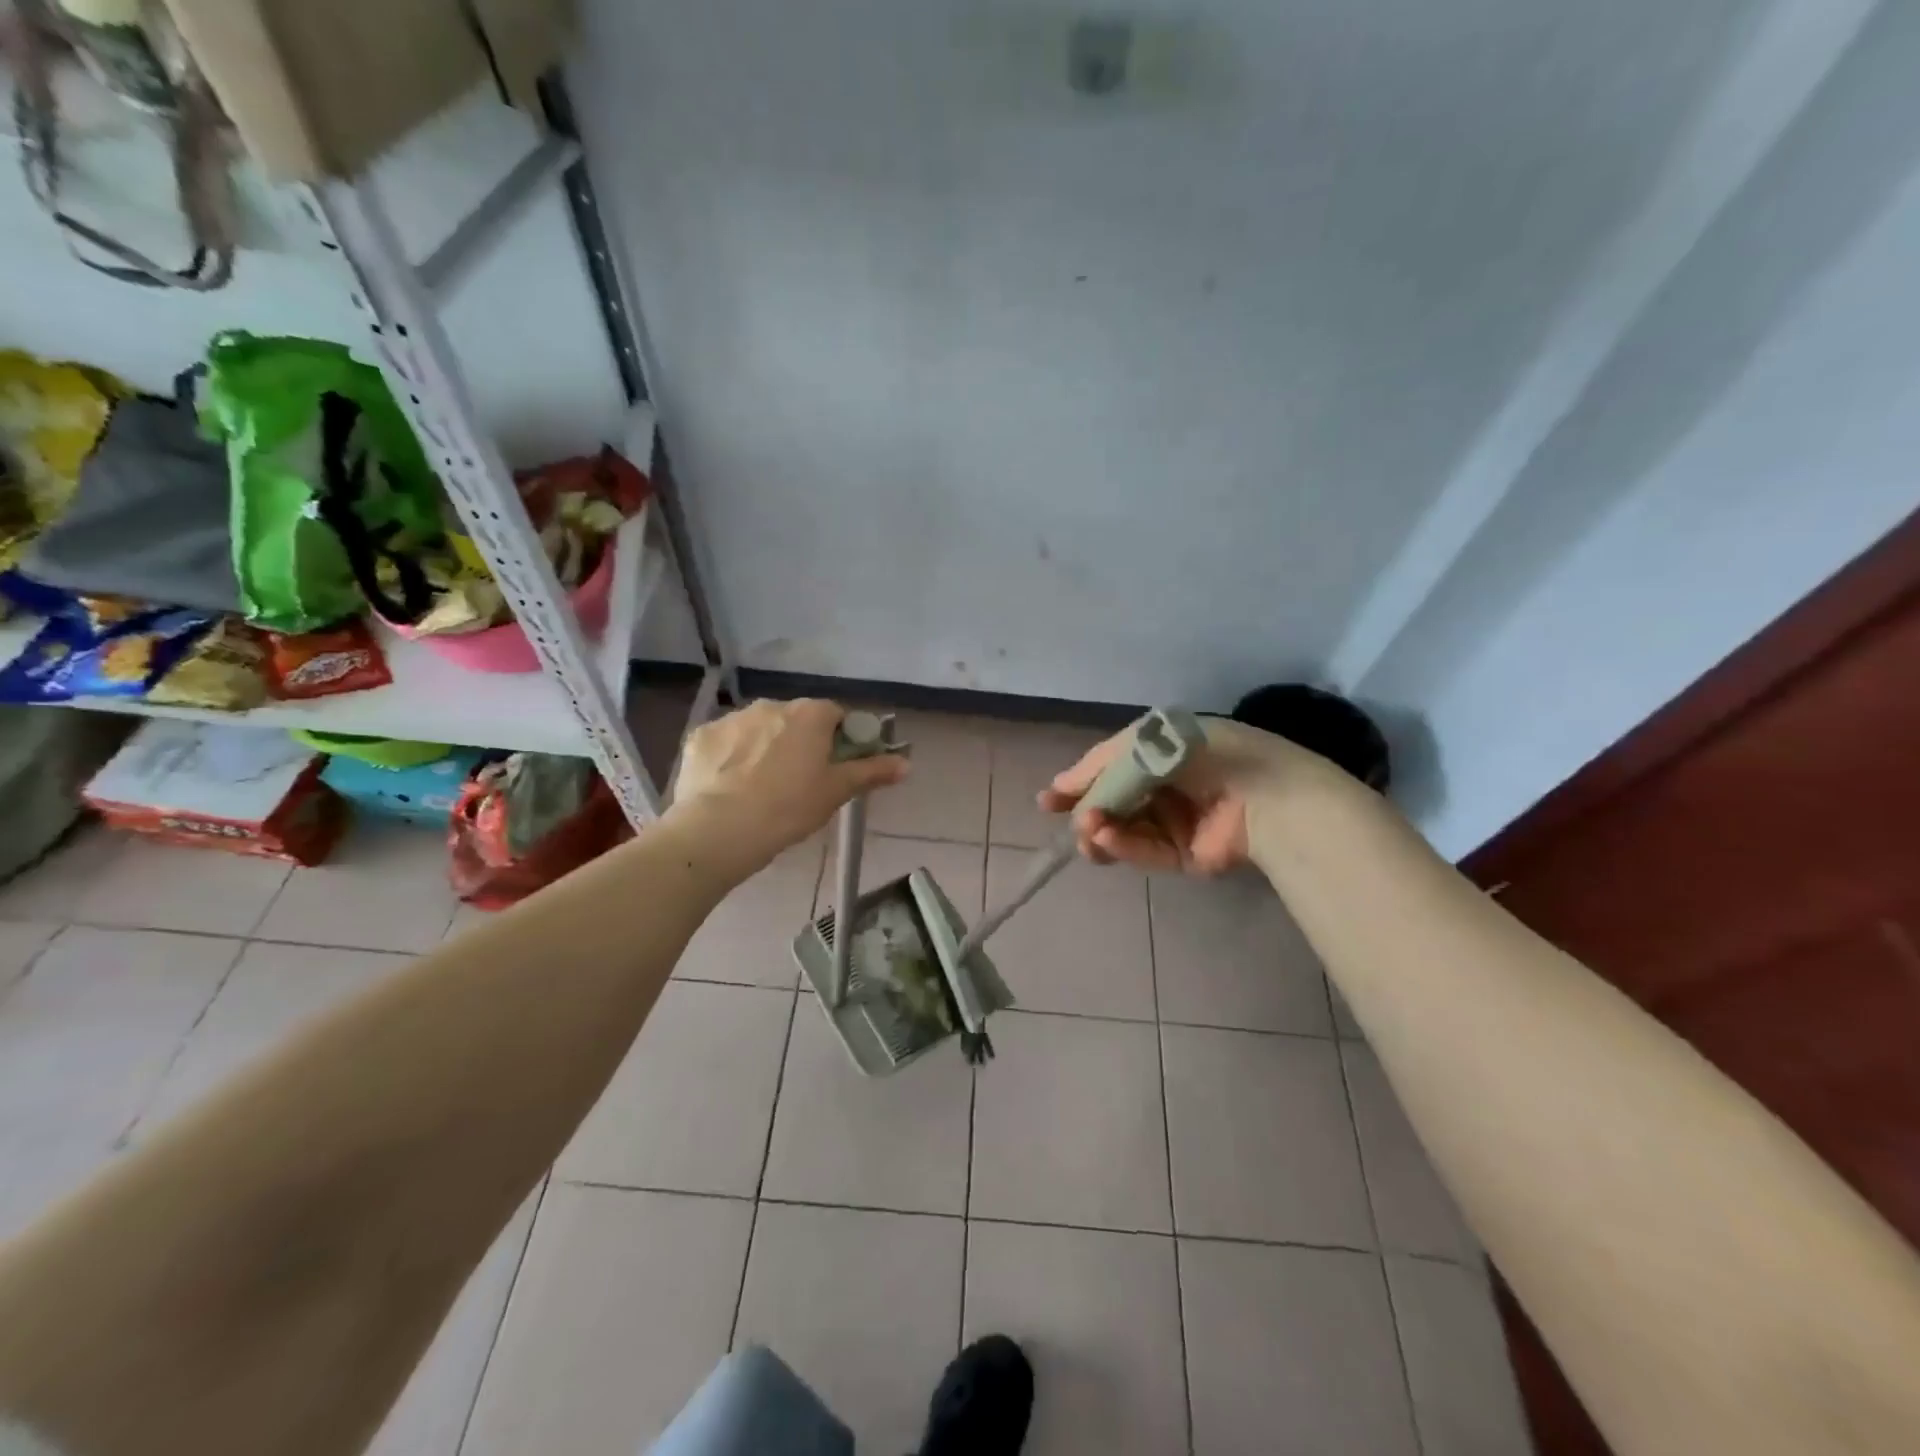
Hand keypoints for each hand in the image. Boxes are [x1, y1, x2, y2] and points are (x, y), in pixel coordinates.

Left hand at [674, 699, 906, 871]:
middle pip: (796, 720)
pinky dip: (731, 758)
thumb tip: (907, 762)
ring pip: (759, 729)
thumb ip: (871, 772)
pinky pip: (725, 743)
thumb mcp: (836, 792)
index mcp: (809, 714)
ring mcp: (732, 719)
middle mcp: (771, 705)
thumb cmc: (789, 808)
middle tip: (800, 782)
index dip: (840, 740)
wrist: (719, 830)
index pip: (835, 715)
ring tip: (761, 788)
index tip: (835, 767)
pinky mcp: (701, 737)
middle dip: (800, 743)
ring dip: (765, 748)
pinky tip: (730, 788)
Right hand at [1039, 716, 1312, 874]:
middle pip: (1113, 804)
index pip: (1109, 770)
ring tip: (1089, 831)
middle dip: (1086, 811)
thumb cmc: (1201, 753)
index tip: (1049, 801)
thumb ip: (1100, 764)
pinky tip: (1105, 838)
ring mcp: (1174, 824)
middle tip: (1069, 817)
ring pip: (1123, 831)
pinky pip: (1144, 850)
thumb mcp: (1144, 742)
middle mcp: (1164, 788)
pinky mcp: (1183, 856)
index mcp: (1159, 754)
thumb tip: (1060, 788)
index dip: (1078, 784)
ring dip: (1100, 830)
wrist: (1263, 792)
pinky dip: (1122, 845)